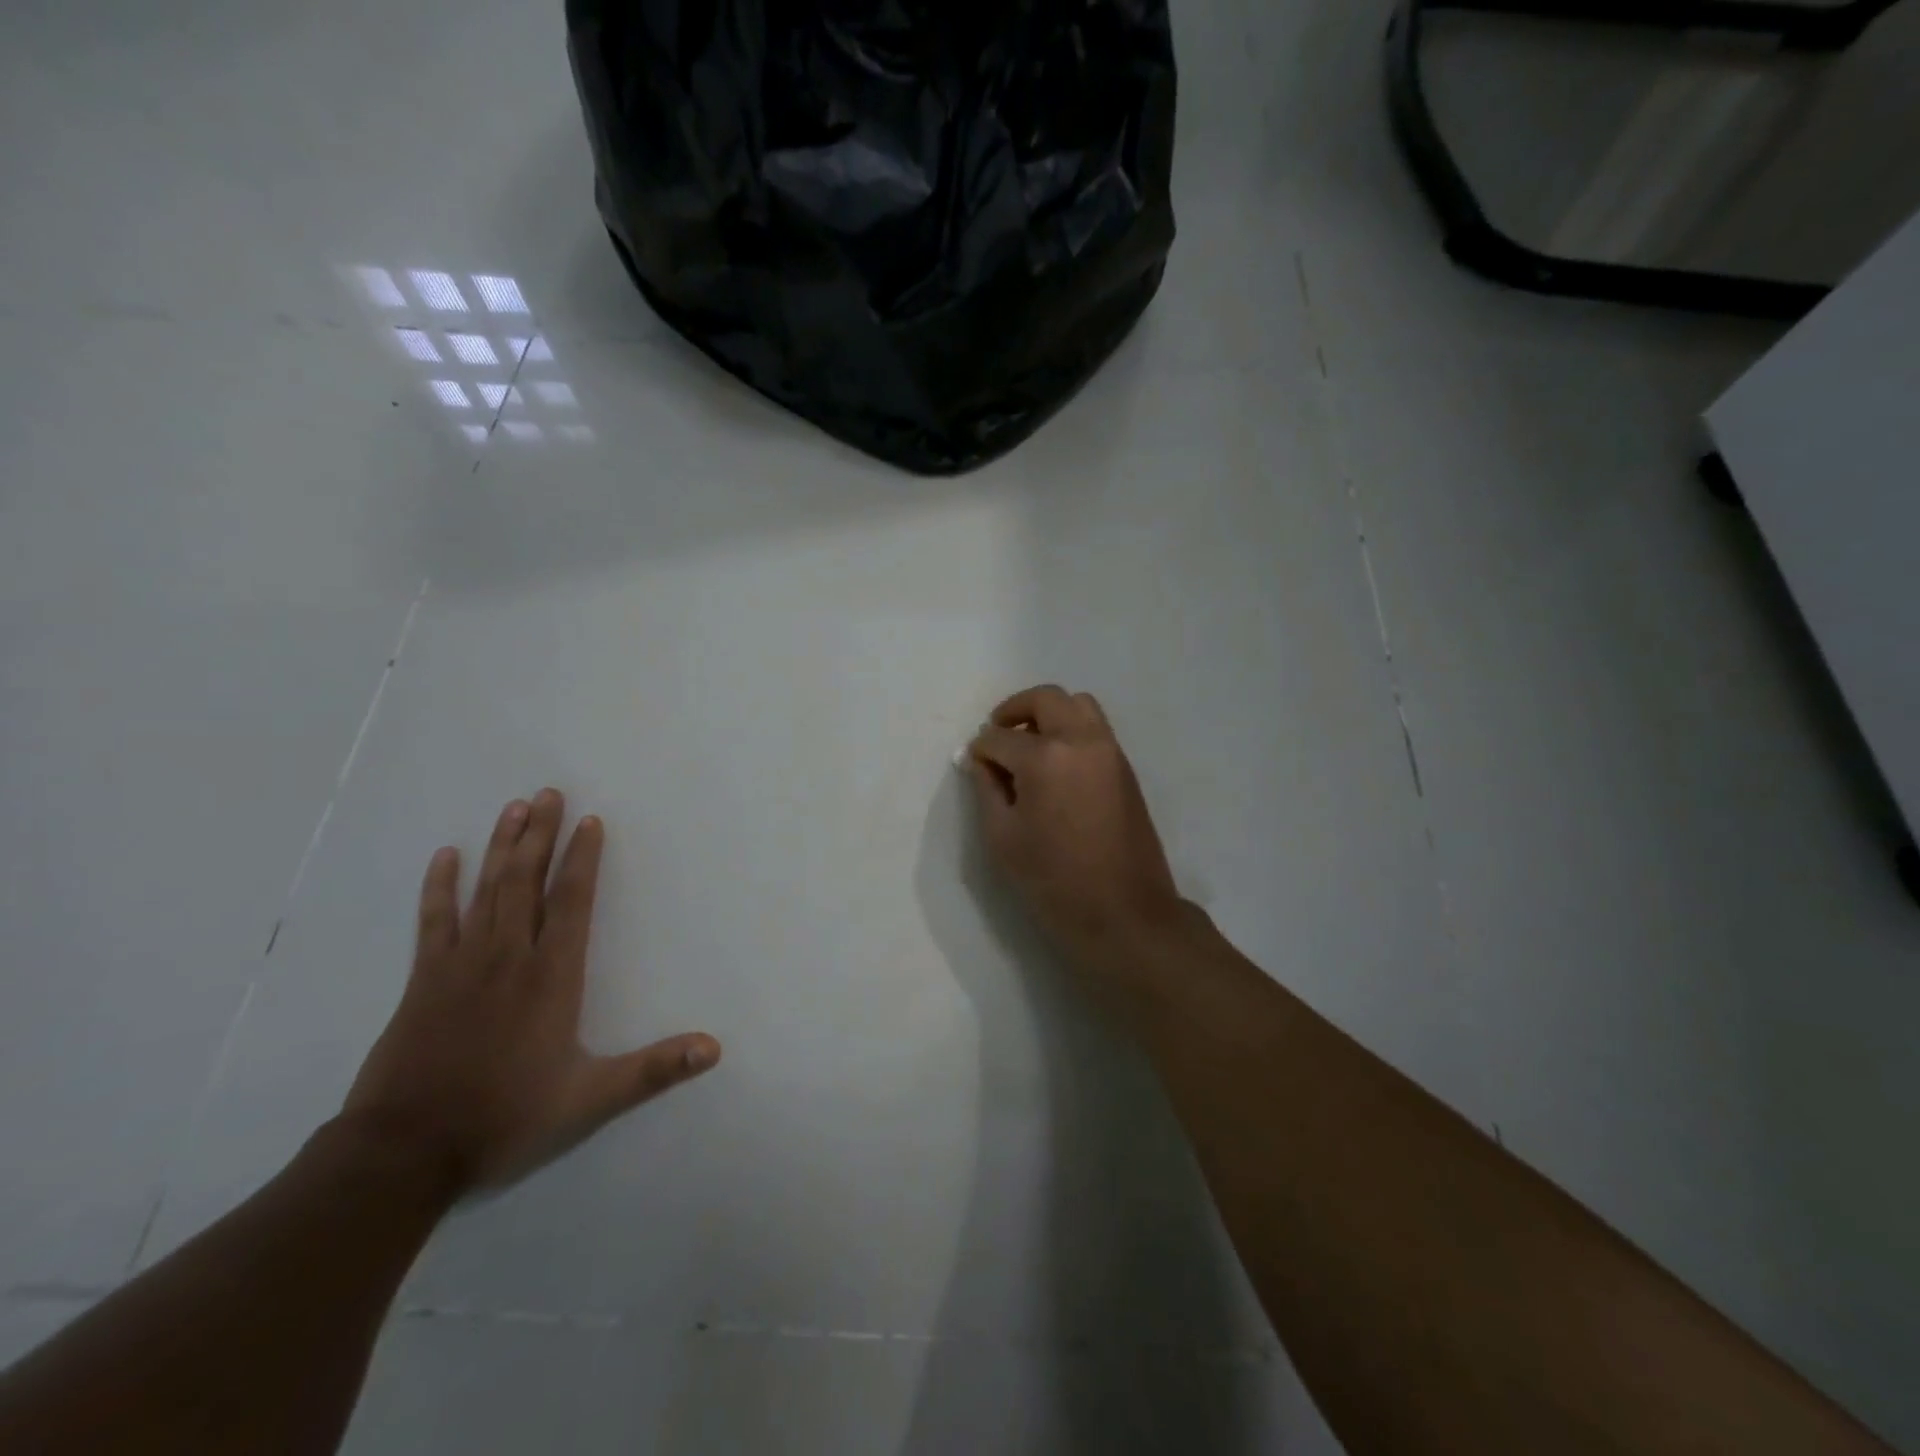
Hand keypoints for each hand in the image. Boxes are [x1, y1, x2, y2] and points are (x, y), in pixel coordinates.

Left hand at [343, 790, 719, 1195]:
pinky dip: (439, 887)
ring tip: (515, 807)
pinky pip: (433, 921)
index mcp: (552, 977)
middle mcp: (509, 957)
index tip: (589, 821)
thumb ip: (653, 1069)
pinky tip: (446, 857)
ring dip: (501, 847)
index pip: (571, 902)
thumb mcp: (590, 1100)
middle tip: (549, 793)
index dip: (582, 858)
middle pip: (527, 881)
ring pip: (486, 890)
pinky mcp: (424, 981)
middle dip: (540, 835)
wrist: (404, 1153)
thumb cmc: (505, 1118)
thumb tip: (713, 1048)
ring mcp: (461, 965)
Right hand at [966, 686, 1188, 967]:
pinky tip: (1055, 763)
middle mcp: (1081, 740)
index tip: (973, 761)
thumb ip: (987, 789)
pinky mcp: (1125, 767)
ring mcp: (1109, 750)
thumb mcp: (1003, 839)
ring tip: (1029, 744)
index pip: (1000, 738)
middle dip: (1014, 710)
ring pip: (1077, 705)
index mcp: (1045, 758)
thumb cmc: (1054, 881)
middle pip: (1045, 699)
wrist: (1124, 913)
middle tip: (997, 733)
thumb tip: (982, 761)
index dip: (980, 749)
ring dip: (1048, 713)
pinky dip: (1071, 728)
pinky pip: (1095, 727)